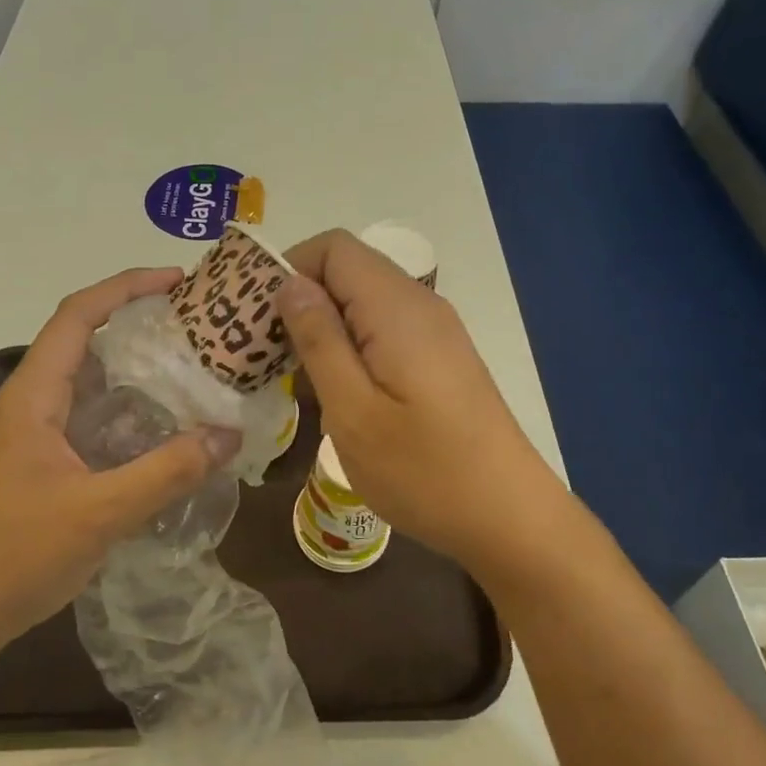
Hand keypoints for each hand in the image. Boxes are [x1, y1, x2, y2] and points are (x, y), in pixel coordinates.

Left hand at [0, 268, 240, 663]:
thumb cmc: (8, 557)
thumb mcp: (98, 514)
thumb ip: (167, 473)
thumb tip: (229, 435)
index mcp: (31, 396)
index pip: (78, 316)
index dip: (126, 287)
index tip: (177, 282)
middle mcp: (23, 406)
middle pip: (82, 346)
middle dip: (136, 330)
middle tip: (195, 336)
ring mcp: (21, 441)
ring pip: (82, 390)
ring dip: (128, 379)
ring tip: (185, 381)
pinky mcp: (26, 472)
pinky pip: (79, 426)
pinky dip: (117, 420)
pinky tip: (151, 444)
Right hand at [280, 231, 571, 583]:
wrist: (509, 517)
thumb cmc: (425, 471)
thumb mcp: (353, 411)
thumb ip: (319, 340)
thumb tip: (290, 284)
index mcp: (396, 307)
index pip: (332, 247)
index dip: (288, 267)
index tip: (255, 317)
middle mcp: (419, 304)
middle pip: (347, 270)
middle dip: (298, 299)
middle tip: (261, 351)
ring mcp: (434, 331)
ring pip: (363, 301)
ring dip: (322, 326)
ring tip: (290, 374)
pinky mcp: (439, 357)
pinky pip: (382, 328)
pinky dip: (349, 344)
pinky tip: (335, 390)